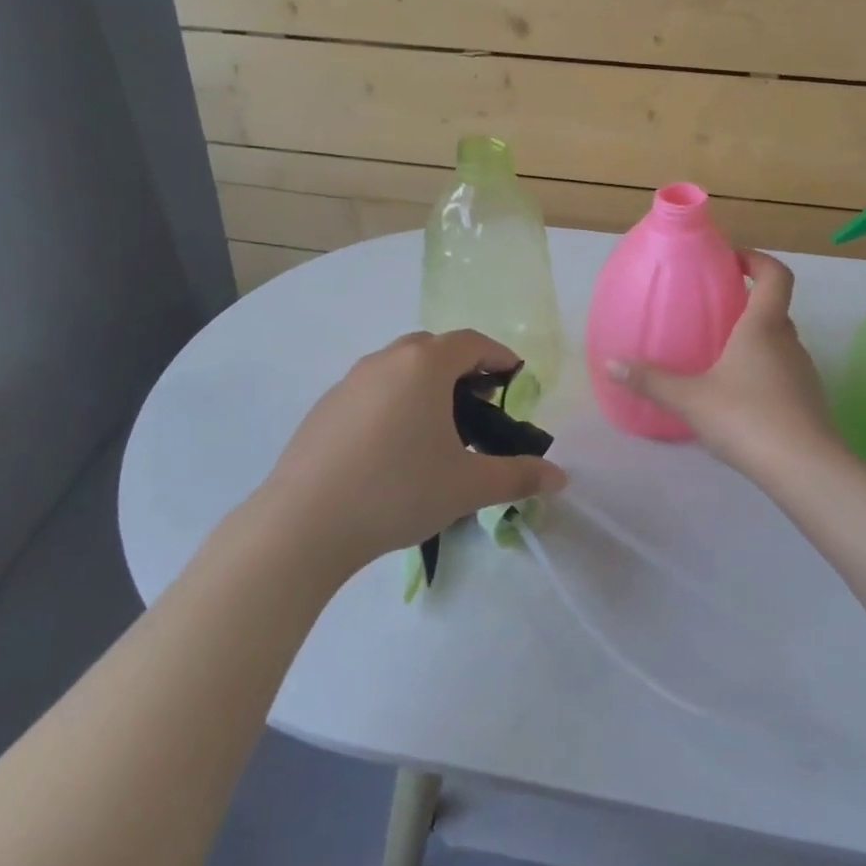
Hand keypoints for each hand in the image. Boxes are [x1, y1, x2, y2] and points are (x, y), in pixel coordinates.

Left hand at [250, 330, 566, 578]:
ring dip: (426, 385)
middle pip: (433, 349)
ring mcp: (348, 382)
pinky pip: (371, 391)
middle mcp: (384, 361)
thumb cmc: (398, 492)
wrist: (304, 523)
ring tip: (440, 427)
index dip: (499, 356)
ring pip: (398, 369)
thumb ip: (519, 476)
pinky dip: (394, 403)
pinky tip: (394, 447)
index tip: (516, 378)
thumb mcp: (468, 486)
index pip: (471, 342)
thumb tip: (560, 478)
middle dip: (464, 369)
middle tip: (483, 403)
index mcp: (423, 365)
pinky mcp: (324, 408)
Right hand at [606, 251, 832, 476]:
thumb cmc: (745, 417)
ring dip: (754, 341)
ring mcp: (803, 373)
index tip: (732, 260)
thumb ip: (650, 380)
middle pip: (775, 309)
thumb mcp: (689, 398)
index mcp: (763, 327)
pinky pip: (782, 373)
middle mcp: (789, 342)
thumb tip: (610, 363)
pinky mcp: (808, 401)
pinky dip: (761, 372)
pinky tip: (736, 396)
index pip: (776, 275)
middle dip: (748, 303)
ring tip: (718, 355)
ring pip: (779, 344)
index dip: (757, 260)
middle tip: (713, 311)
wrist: (803, 468)